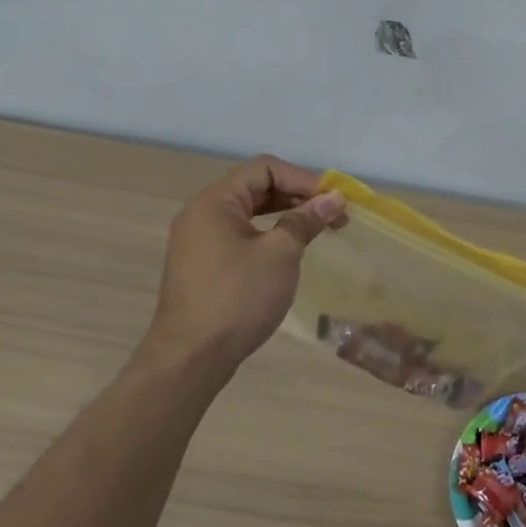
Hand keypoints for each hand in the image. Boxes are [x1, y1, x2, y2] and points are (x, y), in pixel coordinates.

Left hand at [145, 155, 345, 370]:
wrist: (191, 358)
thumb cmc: (237, 298)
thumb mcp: (280, 254)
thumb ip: (305, 220)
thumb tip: (333, 199)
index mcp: (215, 201)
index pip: (265, 168)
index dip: (304, 178)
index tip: (334, 200)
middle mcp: (202, 213)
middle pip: (257, 187)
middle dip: (298, 196)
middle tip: (333, 215)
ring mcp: (199, 240)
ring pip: (250, 212)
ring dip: (286, 215)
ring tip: (318, 230)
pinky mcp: (203, 265)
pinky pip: (241, 235)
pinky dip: (269, 234)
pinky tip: (290, 251)